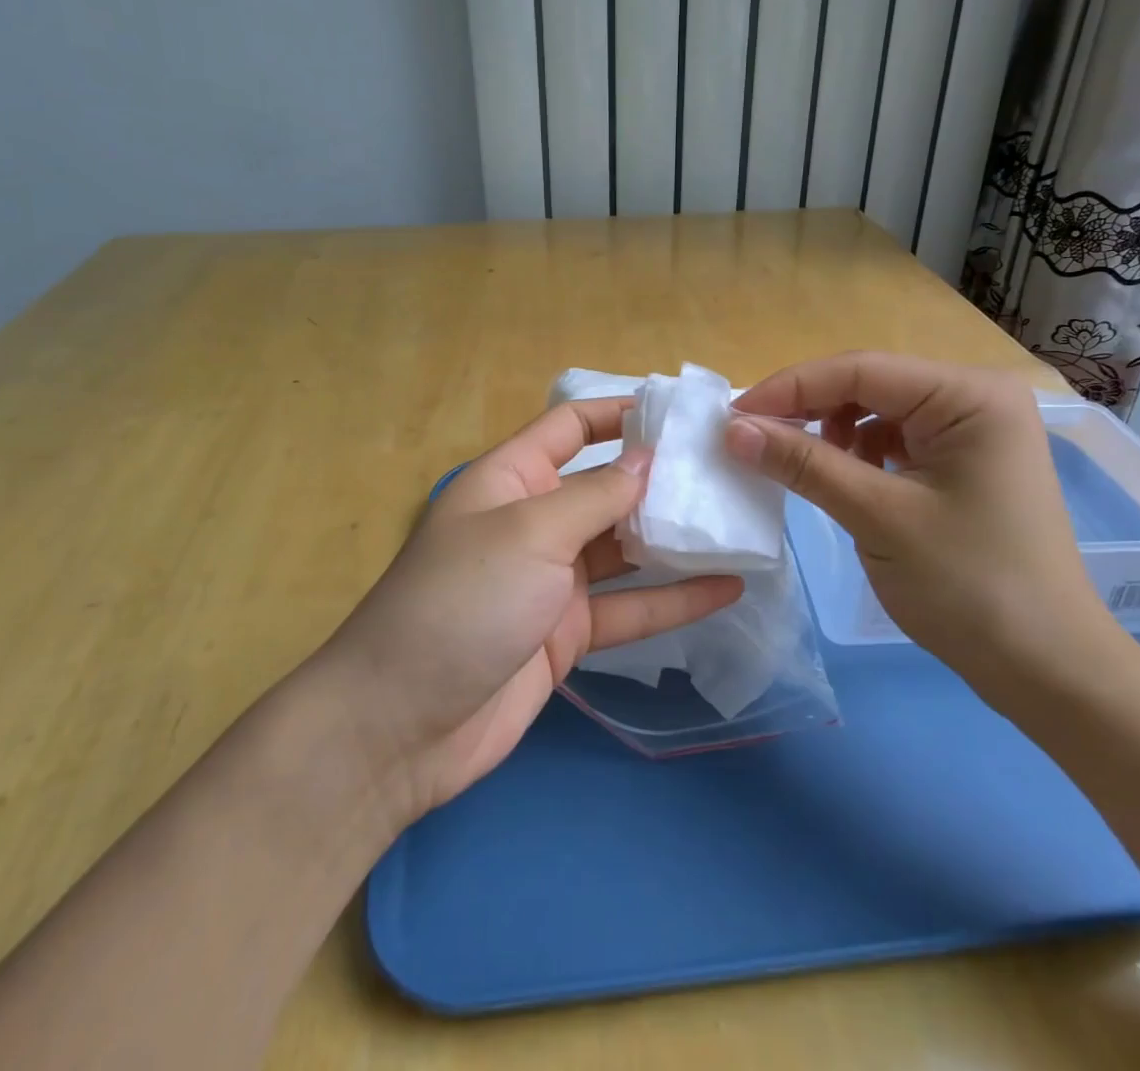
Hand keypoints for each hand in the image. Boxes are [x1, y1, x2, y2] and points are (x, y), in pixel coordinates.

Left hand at [320, 398, 740, 822]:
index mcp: (511, 479)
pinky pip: (629, 607)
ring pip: (624, 548)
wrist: (402, 726)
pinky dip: (674, 599)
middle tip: (727, 471)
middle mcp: (534, 521)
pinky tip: (727, 589)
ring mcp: (552, 581)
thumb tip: (648, 458)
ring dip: (674, 538)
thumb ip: (595, 495)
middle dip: (660, 478)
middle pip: (605, 487)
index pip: (570, 426)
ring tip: (737, 523)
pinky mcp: (567, 633)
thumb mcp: (530, 532)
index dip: (619, 412)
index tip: (679, 413)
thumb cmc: (461, 601)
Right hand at [726, 352, 1117, 703]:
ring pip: (879, 412)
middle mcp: (975, 398)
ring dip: (832, 432)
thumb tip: (732, 430)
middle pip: (870, 385)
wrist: (1049, 671)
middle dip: (809, 410)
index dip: (790, 388)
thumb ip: (804, 464)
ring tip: (800, 465)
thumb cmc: (971, 587)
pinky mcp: (965, 463)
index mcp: (969, 395)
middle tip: (752, 440)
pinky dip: (859, 455)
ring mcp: (973, 431)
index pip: (861, 369)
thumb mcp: (878, 518)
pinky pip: (896, 440)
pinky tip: (844, 480)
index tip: (732, 417)